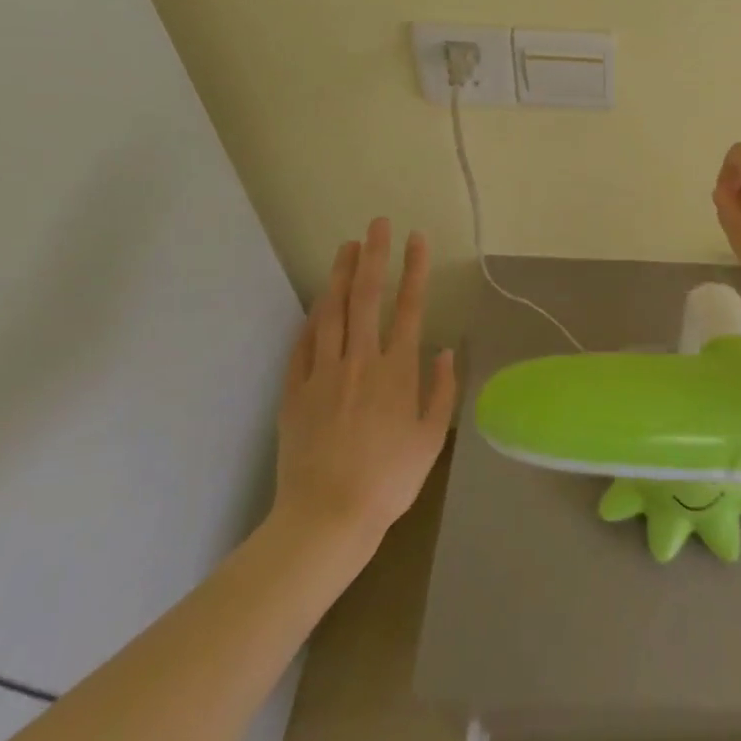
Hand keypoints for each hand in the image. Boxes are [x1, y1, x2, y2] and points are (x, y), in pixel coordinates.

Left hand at [271, 219, 455, 546]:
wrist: (327, 516)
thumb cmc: (390, 479)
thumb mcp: (431, 438)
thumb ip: (441, 391)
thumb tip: (445, 351)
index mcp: (397, 371)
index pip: (410, 308)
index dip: (415, 270)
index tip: (417, 239)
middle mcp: (360, 362)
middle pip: (366, 298)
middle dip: (373, 257)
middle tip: (377, 224)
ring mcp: (323, 374)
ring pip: (330, 313)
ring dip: (339, 276)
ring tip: (346, 247)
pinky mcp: (295, 392)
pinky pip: (302, 345)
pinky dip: (311, 319)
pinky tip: (316, 302)